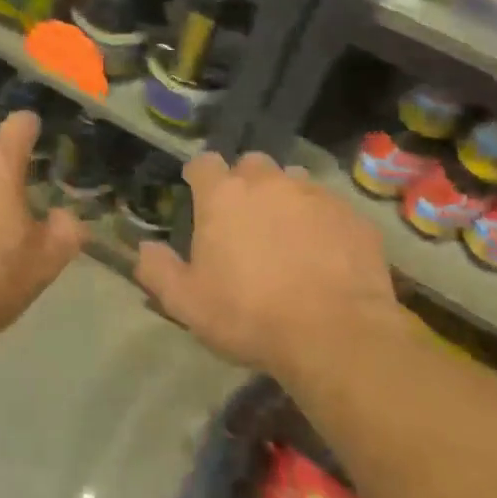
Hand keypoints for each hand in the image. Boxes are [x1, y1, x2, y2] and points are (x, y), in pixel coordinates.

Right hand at [134, 152, 403, 376]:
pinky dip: (321, 222)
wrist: (334, 334)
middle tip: (244, 219)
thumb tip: (144, 247)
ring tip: (287, 235)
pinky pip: (330, 207)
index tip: (198, 194)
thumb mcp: (186, 302)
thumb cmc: (248, 315)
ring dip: (285, 198)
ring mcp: (314, 195)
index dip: (199, 177)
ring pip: (294, 181)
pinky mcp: (352, 216)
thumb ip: (158, 269)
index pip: (203, 163)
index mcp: (222, 196)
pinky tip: (323, 254)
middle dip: (245, 183)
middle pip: (251, 164)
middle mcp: (268, 183)